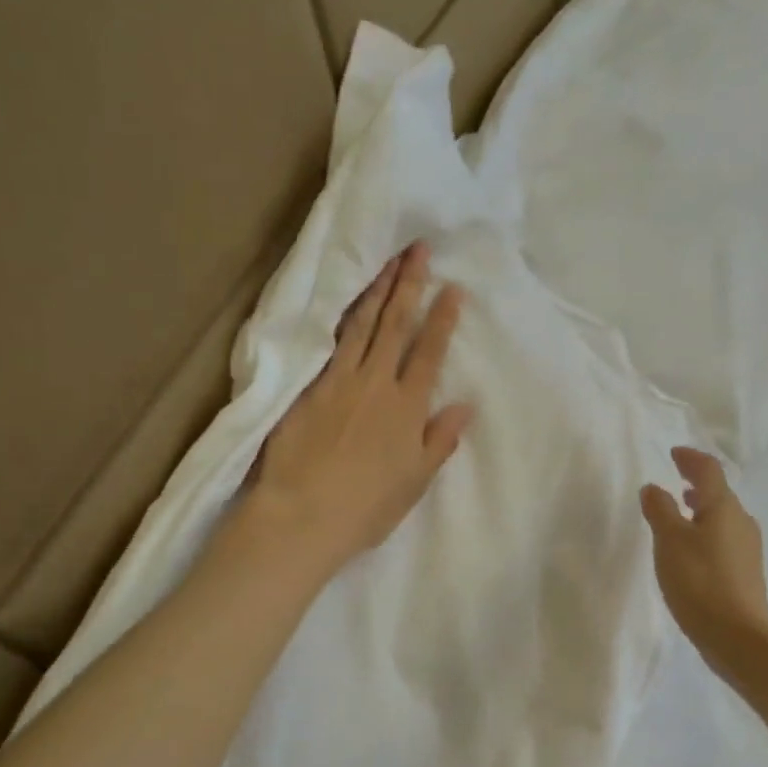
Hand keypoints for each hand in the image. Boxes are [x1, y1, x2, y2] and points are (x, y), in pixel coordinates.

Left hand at [240, 241, 473, 578]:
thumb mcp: (414, 482)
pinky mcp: (308, 386)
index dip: (442, 319)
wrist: (303, 516)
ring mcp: (339, 381)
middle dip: (409, 285)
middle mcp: (376, 384)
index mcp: (407, 409)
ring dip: (377, 290)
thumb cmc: (365, 508)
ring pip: (362, 325)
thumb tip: (464, 406)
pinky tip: (349, 300)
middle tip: (418, 250)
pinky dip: (344, 316)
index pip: (429, 353)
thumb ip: (439, 440)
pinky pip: (331, 341)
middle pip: (395, 326)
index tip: (452, 288)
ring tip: (389, 262)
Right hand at [640, 448, 767, 668]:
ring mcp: (747, 548)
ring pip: (723, 517)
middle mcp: (741, 522)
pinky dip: (707, 532)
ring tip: (682, 513)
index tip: (674, 454)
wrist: (737, 636)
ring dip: (702, 509)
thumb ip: (660, 510)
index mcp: (724, 507)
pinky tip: (692, 550)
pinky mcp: (745, 572)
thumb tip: (654, 488)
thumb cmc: (700, 581)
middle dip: (698, 484)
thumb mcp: (670, 541)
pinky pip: (724, 539)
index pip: (709, 470)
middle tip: (678, 481)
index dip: (691, 458)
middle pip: (719, 493)